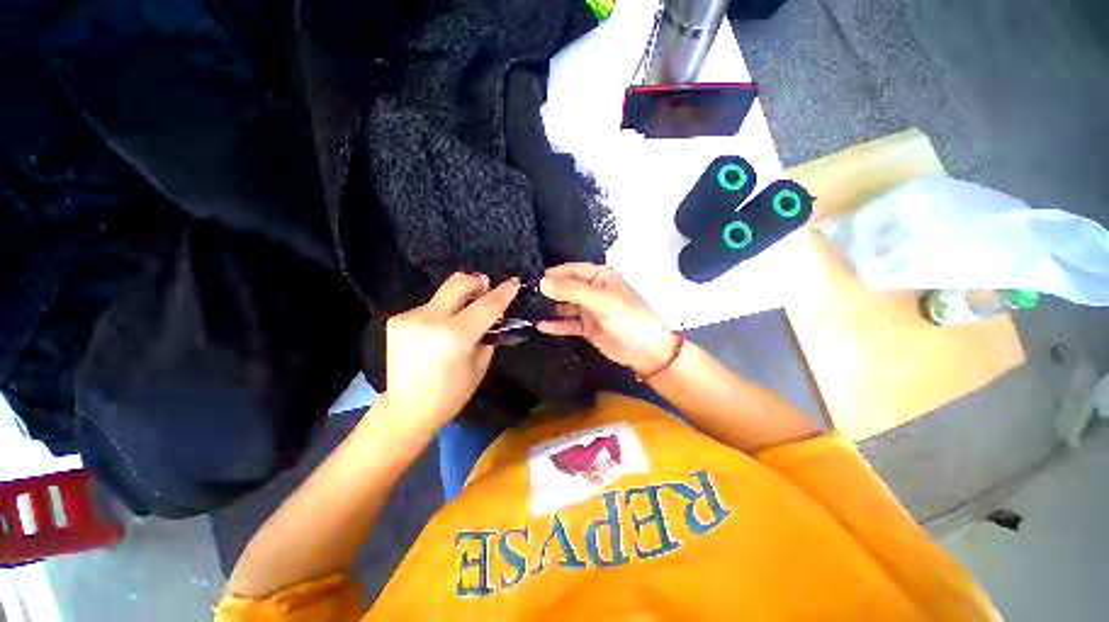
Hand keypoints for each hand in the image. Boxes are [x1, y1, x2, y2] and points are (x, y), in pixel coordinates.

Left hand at [383, 273, 520, 429]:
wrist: (408, 408)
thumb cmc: (452, 393)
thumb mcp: (480, 364)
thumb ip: (488, 333)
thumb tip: (494, 313)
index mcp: (455, 336)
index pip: (486, 305)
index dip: (503, 292)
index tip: (514, 281)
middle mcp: (430, 320)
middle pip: (459, 283)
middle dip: (477, 282)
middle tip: (486, 290)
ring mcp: (410, 317)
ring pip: (444, 293)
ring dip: (459, 300)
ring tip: (462, 317)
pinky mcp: (397, 319)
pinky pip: (429, 306)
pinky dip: (442, 312)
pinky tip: (439, 330)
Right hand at [537, 263, 679, 376]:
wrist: (645, 351)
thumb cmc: (628, 318)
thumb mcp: (600, 300)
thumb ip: (571, 291)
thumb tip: (543, 283)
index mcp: (601, 277)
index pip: (573, 270)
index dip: (554, 274)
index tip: (534, 280)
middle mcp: (593, 290)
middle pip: (566, 287)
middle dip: (549, 291)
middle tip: (526, 296)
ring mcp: (589, 310)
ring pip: (565, 306)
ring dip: (550, 308)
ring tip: (529, 310)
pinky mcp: (586, 327)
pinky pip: (568, 324)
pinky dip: (556, 325)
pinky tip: (541, 326)